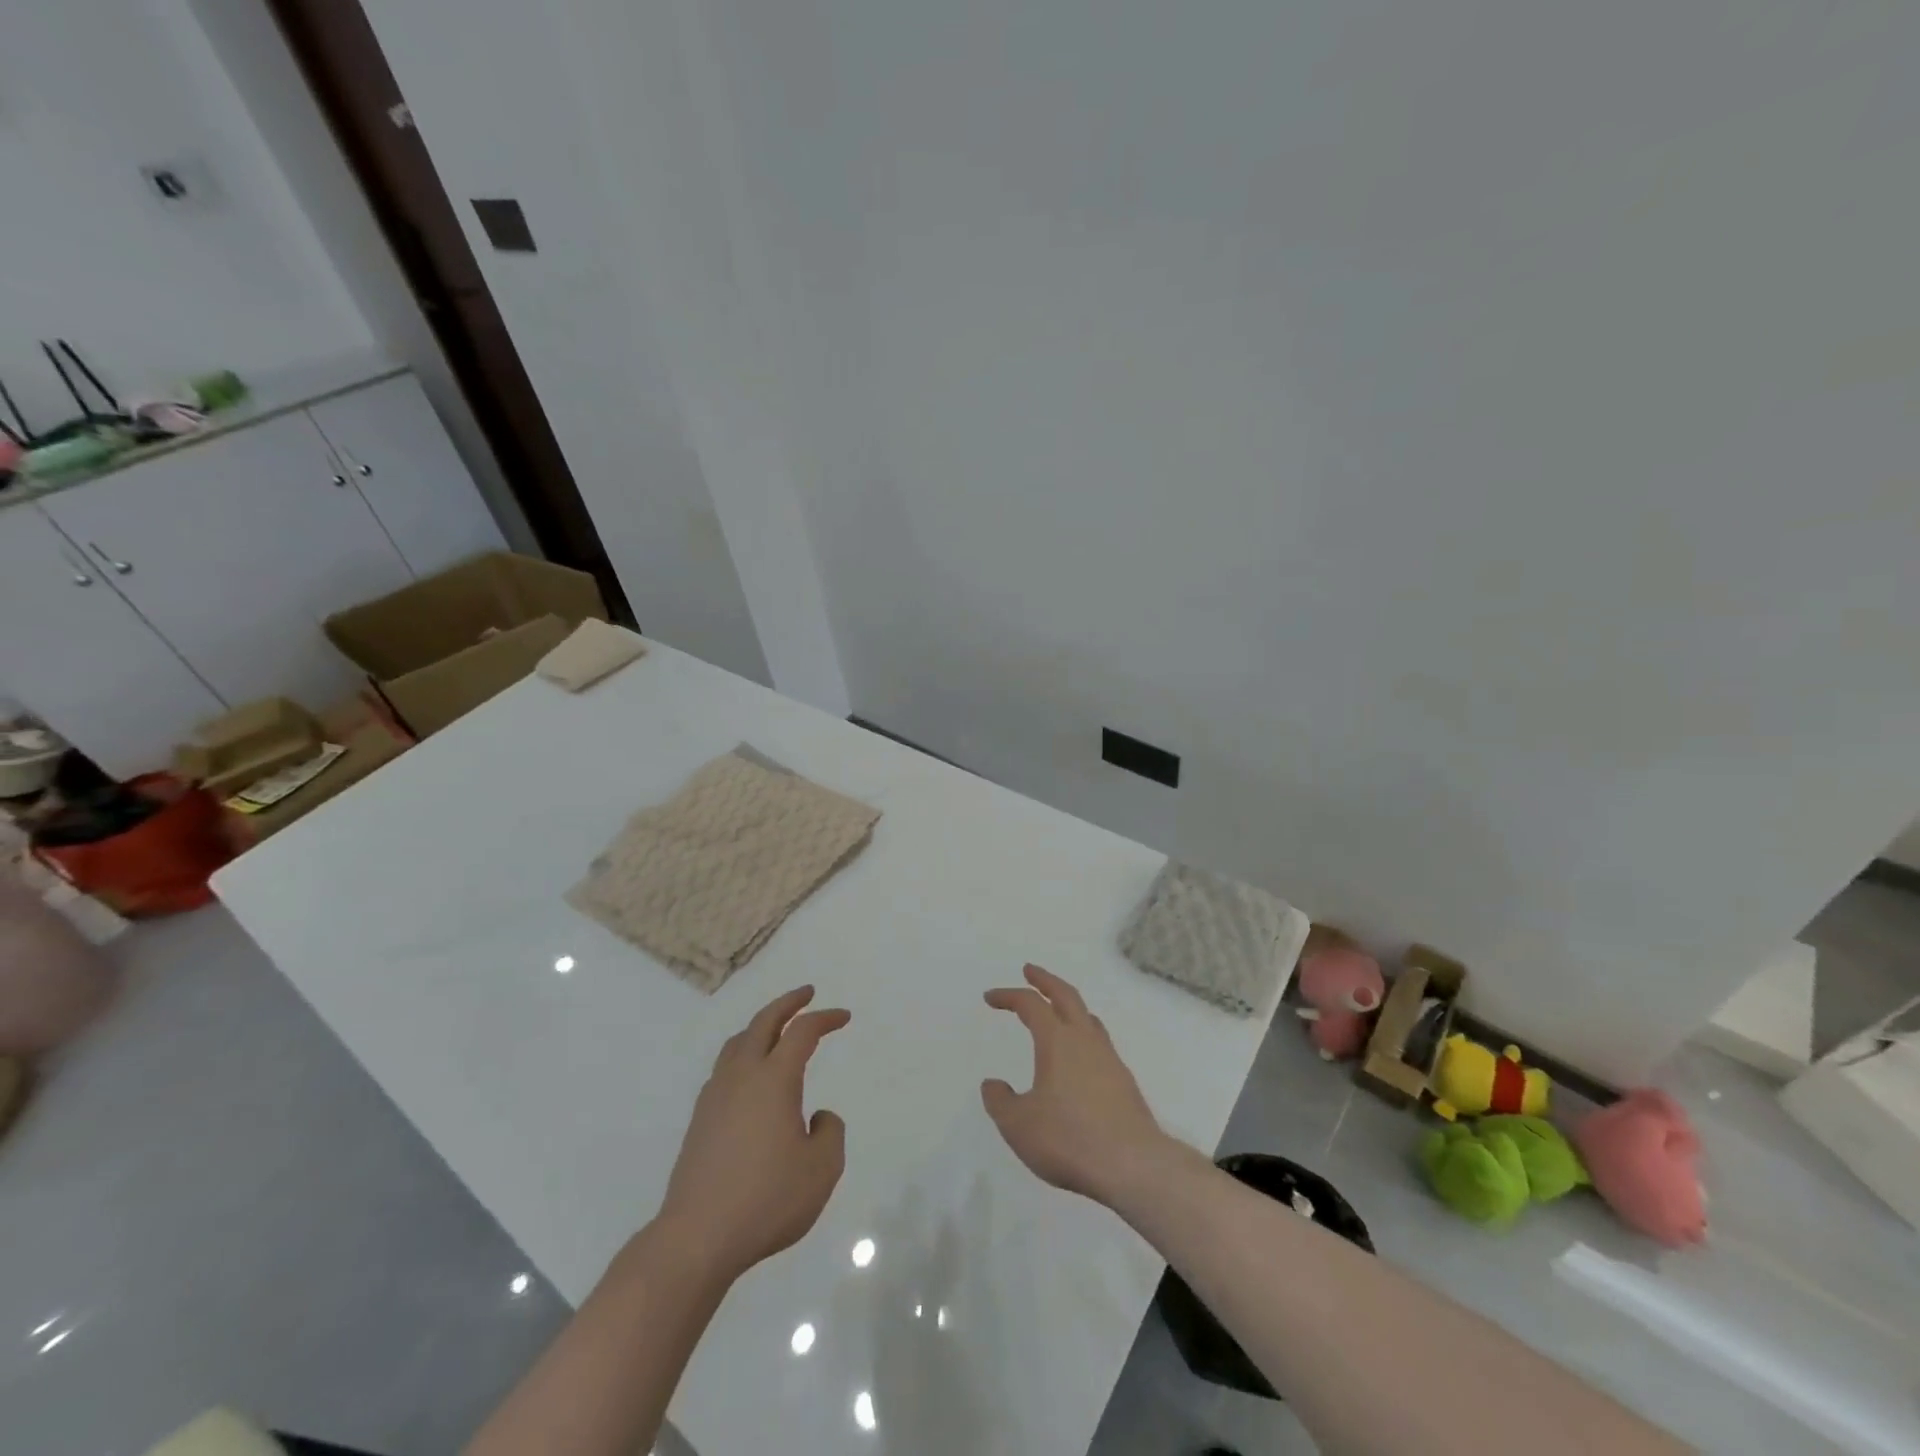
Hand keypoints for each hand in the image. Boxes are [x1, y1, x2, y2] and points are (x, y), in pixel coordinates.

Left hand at [656, 986, 849, 1282]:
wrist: (697, 1237)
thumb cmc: (767, 1200)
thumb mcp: (822, 1169)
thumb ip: (830, 1132)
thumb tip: (816, 1116)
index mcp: (774, 1079)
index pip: (802, 1032)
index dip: (825, 1018)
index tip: (843, 1017)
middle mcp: (742, 1076)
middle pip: (763, 1022)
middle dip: (787, 1003)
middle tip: (807, 993)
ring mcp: (715, 1097)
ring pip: (737, 1043)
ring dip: (761, 1027)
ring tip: (776, 1029)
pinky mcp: (699, 1120)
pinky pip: (724, 1069)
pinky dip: (743, 1055)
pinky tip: (750, 1077)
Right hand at [981, 964, 1170, 1206]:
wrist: (1133, 1165)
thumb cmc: (1069, 1139)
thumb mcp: (1018, 1125)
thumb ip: (1000, 1101)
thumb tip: (993, 1084)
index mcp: (1057, 1041)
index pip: (1030, 1004)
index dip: (1008, 996)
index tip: (990, 998)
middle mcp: (1085, 1040)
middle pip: (1066, 995)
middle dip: (1045, 980)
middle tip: (1030, 971)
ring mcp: (1109, 1059)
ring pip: (1088, 1018)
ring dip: (1068, 1006)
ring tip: (1056, 1011)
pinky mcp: (1124, 1082)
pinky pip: (1099, 1043)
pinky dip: (1083, 1035)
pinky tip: (1079, 1058)